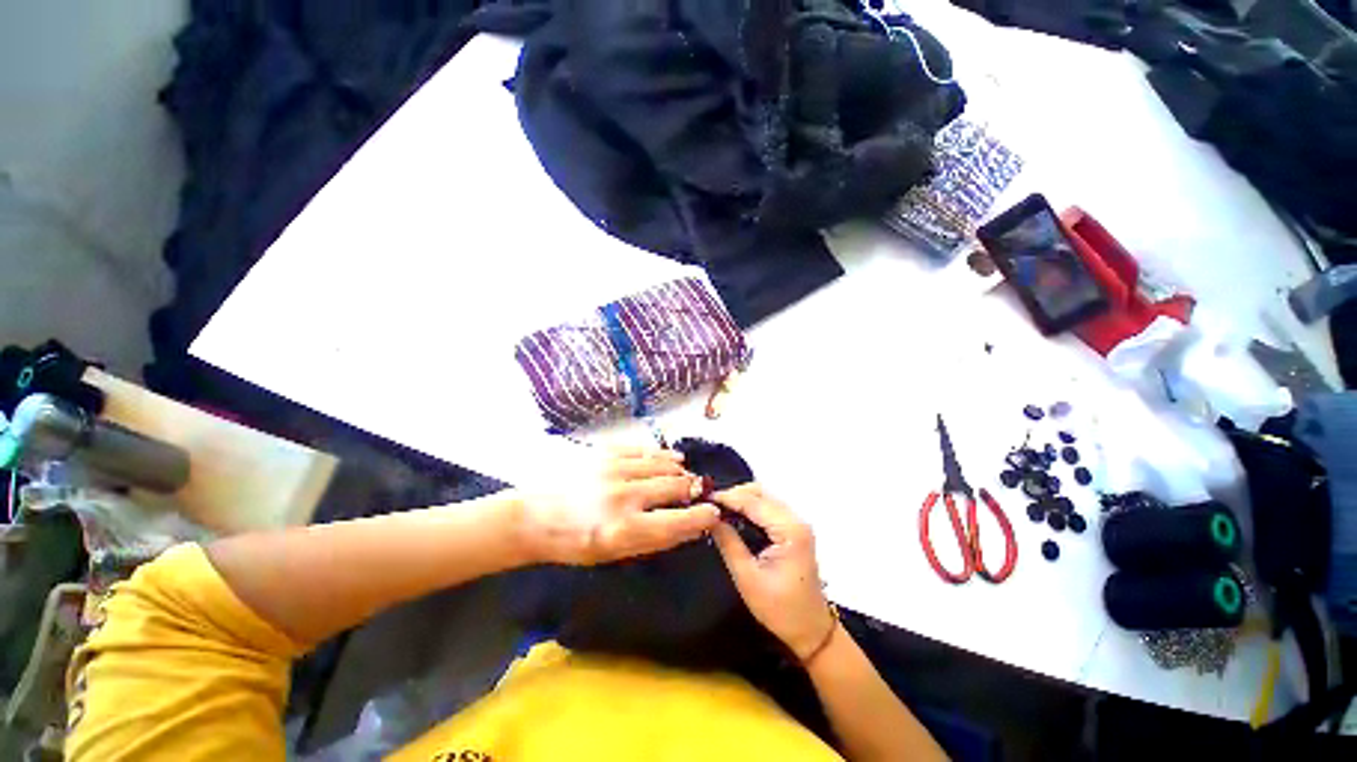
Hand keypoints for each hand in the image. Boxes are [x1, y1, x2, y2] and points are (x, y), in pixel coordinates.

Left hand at [517, 447, 719, 565]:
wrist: (533, 516)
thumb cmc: (572, 543)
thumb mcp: (612, 554)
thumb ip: (651, 540)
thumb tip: (686, 526)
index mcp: (623, 531)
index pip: (677, 521)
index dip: (701, 516)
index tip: (713, 512)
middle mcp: (622, 496)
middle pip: (674, 486)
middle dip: (693, 488)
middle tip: (700, 491)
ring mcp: (613, 469)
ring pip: (662, 464)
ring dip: (680, 469)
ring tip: (687, 473)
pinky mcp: (605, 452)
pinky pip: (643, 449)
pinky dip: (662, 453)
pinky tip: (672, 457)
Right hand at [710, 484, 835, 661]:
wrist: (811, 630)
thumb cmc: (780, 609)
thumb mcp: (747, 577)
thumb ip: (728, 543)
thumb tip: (710, 518)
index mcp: (789, 529)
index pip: (753, 502)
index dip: (727, 497)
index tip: (704, 500)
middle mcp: (796, 519)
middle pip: (760, 492)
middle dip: (734, 494)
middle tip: (710, 506)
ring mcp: (797, 522)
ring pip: (764, 497)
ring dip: (742, 499)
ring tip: (719, 510)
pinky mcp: (793, 528)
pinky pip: (768, 507)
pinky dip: (750, 507)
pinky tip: (735, 516)